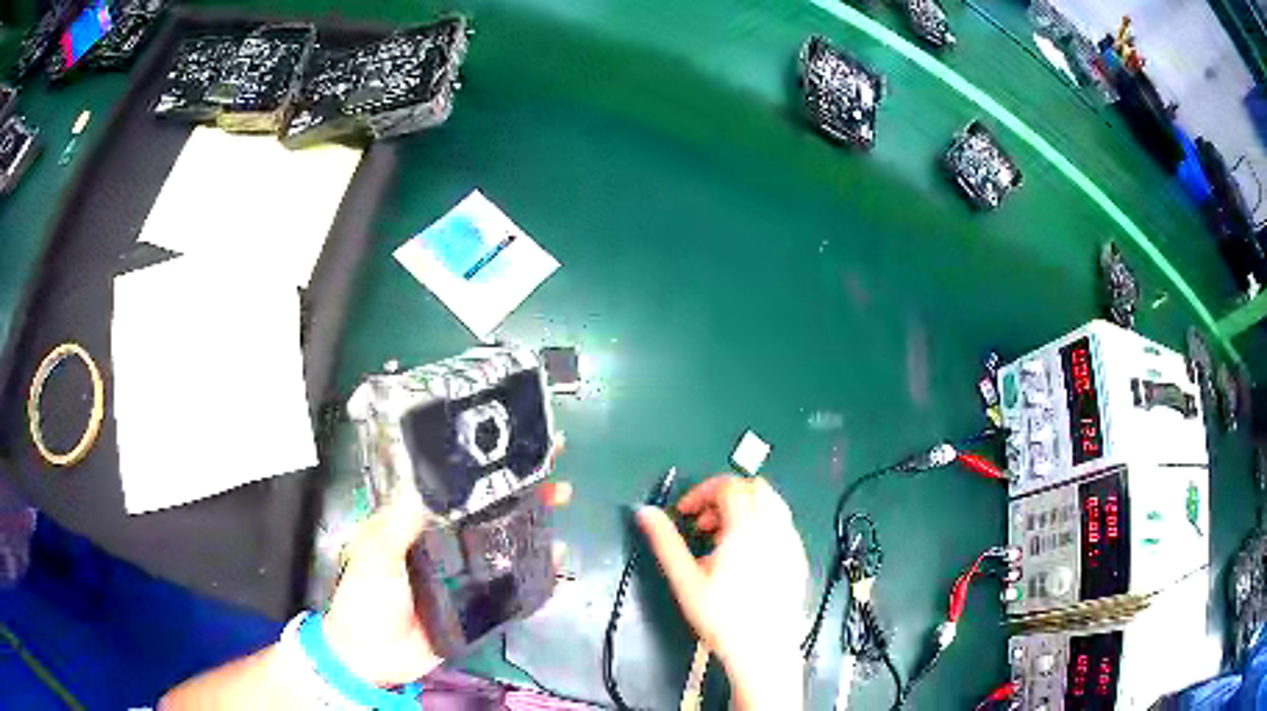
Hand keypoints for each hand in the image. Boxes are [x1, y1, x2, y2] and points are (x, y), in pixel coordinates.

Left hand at [324, 480, 572, 686]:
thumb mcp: (376, 553)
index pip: (457, 486)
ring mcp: (467, 573)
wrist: (373, 655)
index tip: (515, 443)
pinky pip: (514, 585)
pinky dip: (538, 573)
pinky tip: (559, 561)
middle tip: (554, 476)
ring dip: (535, 522)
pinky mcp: (481, 604)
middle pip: (490, 509)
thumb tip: (429, 483)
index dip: (485, 465)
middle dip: (523, 489)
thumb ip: (399, 523)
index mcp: (420, 522)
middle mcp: (448, 542)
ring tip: (561, 505)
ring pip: (507, 541)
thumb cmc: (366, 596)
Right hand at [637, 476, 807, 709]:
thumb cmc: (721, 616)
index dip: (702, 492)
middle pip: (753, 487)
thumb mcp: (685, 579)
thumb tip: (645, 512)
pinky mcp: (799, 558)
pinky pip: (782, 525)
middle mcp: (774, 526)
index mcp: (746, 526)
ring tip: (722, 541)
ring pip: (771, 503)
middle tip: (703, 525)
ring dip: (744, 509)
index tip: (685, 513)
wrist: (764, 649)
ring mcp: (791, 541)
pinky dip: (762, 525)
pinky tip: (747, 557)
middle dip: (724, 497)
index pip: (728, 485)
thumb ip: (665, 541)